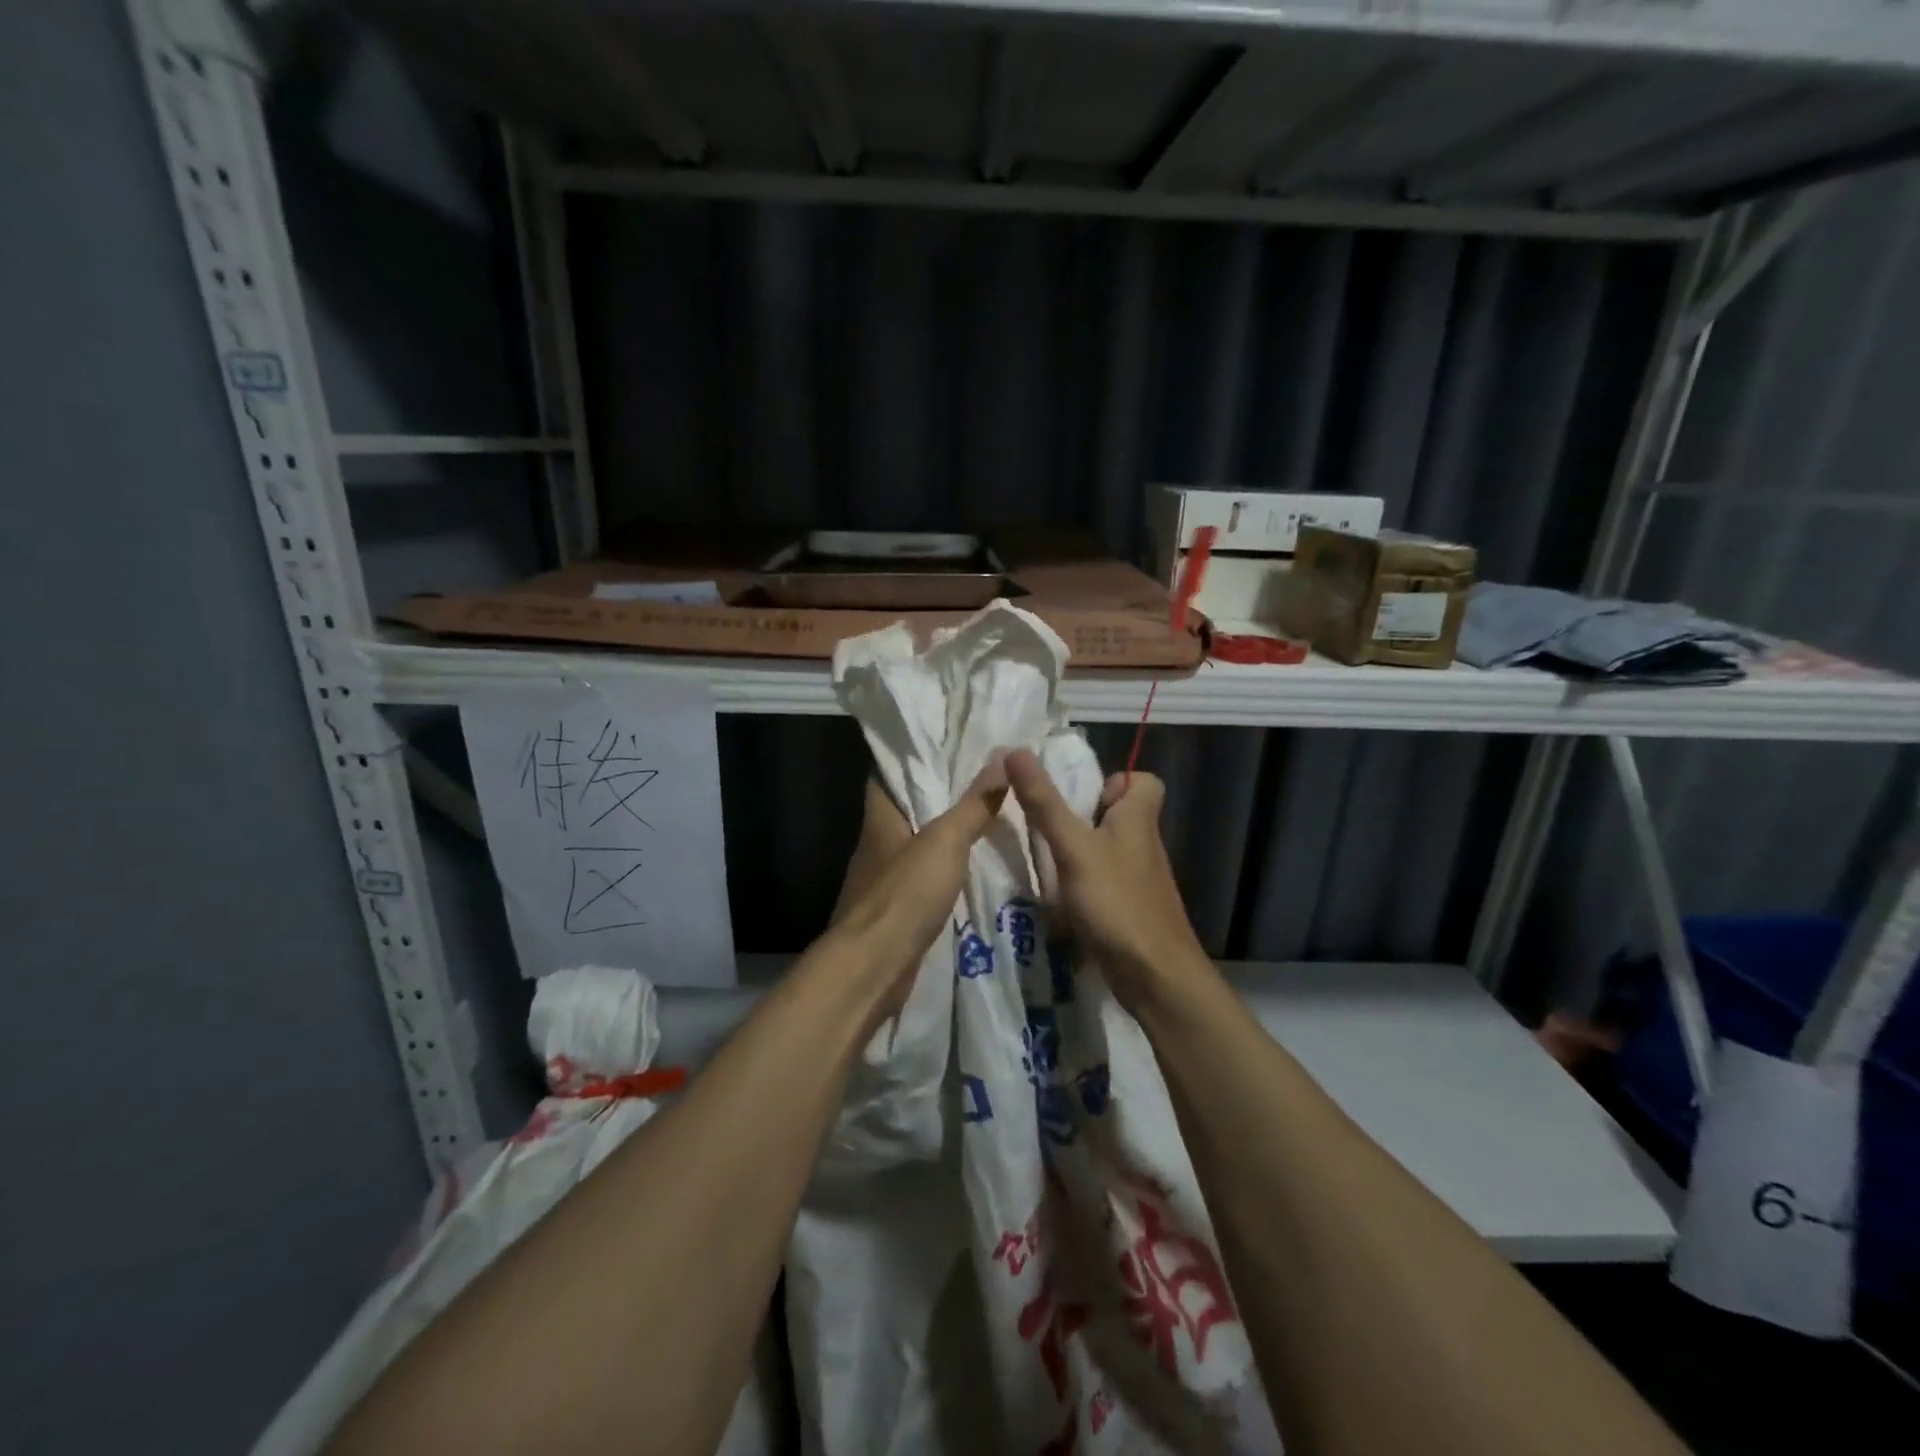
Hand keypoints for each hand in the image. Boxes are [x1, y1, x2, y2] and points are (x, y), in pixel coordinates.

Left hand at [824, 766, 1006, 1018]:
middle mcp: (877, 843)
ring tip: (988, 816)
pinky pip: (925, 878)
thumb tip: (1001, 756)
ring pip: (919, 845)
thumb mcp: (946, 841)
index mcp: (880, 817)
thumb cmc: (904, 894)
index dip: (915, 756)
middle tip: (984, 777)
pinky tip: (976, 867)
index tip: (949, 743)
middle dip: (941, 795)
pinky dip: (947, 870)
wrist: (874, 967)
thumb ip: (973, 803)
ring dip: (947, 834)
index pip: (889, 773)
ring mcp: (884, 879)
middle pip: (909, 809)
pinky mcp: (897, 910)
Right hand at [1004, 749, 1207, 1009]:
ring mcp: (1139, 879)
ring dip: (1078, 853)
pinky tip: (1057, 899)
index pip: (1144, 781)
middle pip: (1119, 815)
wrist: (1155, 976)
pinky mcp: (1130, 909)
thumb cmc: (1116, 901)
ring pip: (1108, 850)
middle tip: (1048, 827)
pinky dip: (1082, 885)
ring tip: (1044, 862)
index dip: (1115, 780)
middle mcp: (1143, 844)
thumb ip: (1044, 802)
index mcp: (1139, 818)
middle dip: (1083, 817)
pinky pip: (1104, 883)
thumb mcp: (1072, 847)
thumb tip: (1015, 750)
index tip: (1080, 796)